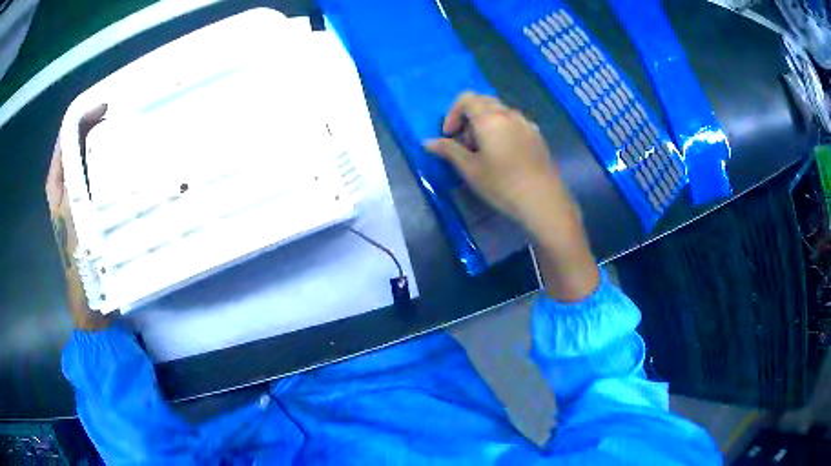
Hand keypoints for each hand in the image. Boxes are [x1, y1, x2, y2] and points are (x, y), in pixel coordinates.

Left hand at [46, 103, 115, 329]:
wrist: (91, 296)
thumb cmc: (80, 256)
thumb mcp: (74, 211)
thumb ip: (75, 173)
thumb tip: (88, 134)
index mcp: (57, 182)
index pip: (66, 136)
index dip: (83, 116)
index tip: (107, 106)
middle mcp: (65, 184)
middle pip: (76, 144)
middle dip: (94, 126)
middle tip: (120, 116)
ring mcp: (78, 196)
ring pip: (87, 159)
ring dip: (102, 143)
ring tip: (123, 132)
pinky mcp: (91, 207)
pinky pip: (97, 176)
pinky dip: (108, 164)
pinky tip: (123, 163)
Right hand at [424, 92, 572, 233]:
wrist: (542, 199)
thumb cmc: (501, 184)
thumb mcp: (470, 169)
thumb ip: (448, 150)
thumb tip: (427, 142)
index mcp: (489, 118)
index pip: (466, 99)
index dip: (453, 113)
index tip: (450, 135)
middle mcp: (509, 114)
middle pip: (484, 102)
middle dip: (469, 118)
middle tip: (466, 144)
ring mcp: (526, 123)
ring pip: (500, 113)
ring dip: (486, 124)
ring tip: (485, 151)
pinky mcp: (537, 135)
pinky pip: (515, 123)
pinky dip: (503, 130)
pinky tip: (505, 154)